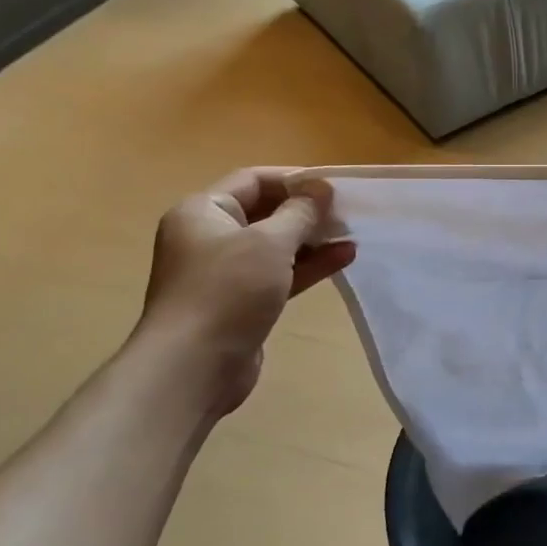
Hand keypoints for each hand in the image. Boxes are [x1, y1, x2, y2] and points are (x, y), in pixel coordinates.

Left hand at [132, 168, 355, 421]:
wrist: (193, 366)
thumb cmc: (227, 291)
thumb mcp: (270, 242)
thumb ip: (300, 212)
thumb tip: (321, 188)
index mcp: (202, 212)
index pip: (253, 180)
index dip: (294, 179)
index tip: (334, 186)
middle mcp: (209, 237)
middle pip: (265, 212)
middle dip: (307, 211)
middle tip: (348, 212)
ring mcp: (224, 272)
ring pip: (276, 245)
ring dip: (313, 239)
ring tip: (353, 235)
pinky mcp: (241, 302)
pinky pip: (280, 273)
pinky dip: (308, 265)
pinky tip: (343, 258)